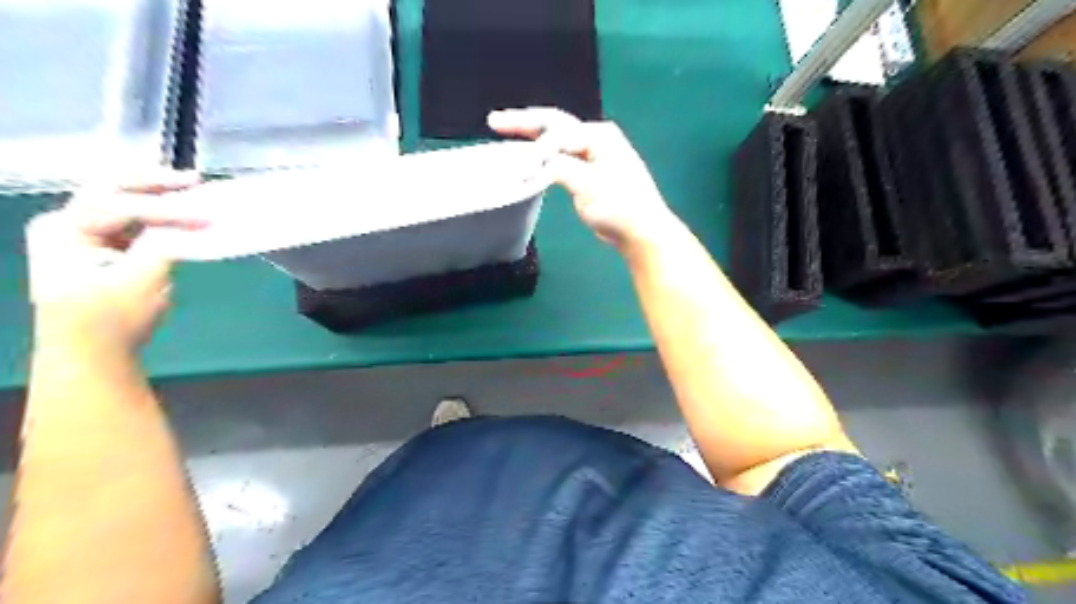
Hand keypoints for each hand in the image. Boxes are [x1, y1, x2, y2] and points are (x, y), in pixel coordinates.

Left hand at [27, 171, 204, 354]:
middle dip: (154, 183)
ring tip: (191, 190)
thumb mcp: (141, 281)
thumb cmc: (111, 319)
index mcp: (63, 230)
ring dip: (157, 196)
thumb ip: (164, 245)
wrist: (91, 353)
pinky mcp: (102, 247)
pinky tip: (180, 213)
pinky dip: (157, 214)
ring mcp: (81, 234)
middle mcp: (65, 224)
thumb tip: (191, 224)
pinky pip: (131, 220)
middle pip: (111, 188)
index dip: (167, 209)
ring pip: (121, 200)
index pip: (120, 206)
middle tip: (194, 180)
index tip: (207, 217)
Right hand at [490, 106, 673, 249]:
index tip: (516, 170)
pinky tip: (530, 157)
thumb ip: (559, 168)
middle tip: (494, 121)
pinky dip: (543, 156)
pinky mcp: (590, 171)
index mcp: (598, 135)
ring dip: (532, 137)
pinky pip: (561, 157)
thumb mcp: (588, 186)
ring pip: (556, 140)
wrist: (640, 230)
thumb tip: (534, 161)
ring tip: (505, 130)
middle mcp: (595, 137)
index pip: (556, 133)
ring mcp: (594, 154)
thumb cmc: (619, 206)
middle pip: (553, 125)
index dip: (533, 149)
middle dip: (524, 123)